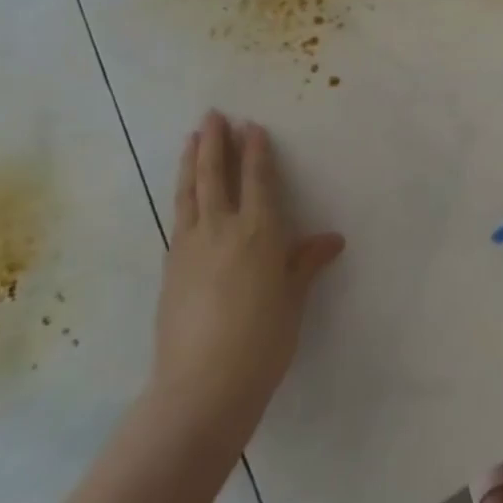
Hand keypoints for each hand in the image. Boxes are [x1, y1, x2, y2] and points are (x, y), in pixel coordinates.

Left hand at [147, 111, 344, 432]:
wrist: (202, 387)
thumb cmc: (262, 341)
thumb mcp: (293, 299)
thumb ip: (305, 263)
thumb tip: (332, 239)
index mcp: (259, 232)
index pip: (258, 180)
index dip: (256, 151)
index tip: (252, 126)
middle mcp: (222, 229)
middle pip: (216, 175)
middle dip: (215, 142)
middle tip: (212, 116)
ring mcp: (190, 247)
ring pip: (190, 192)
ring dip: (192, 161)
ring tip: (192, 138)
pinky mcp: (171, 268)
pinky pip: (178, 217)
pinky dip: (183, 195)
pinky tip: (185, 194)